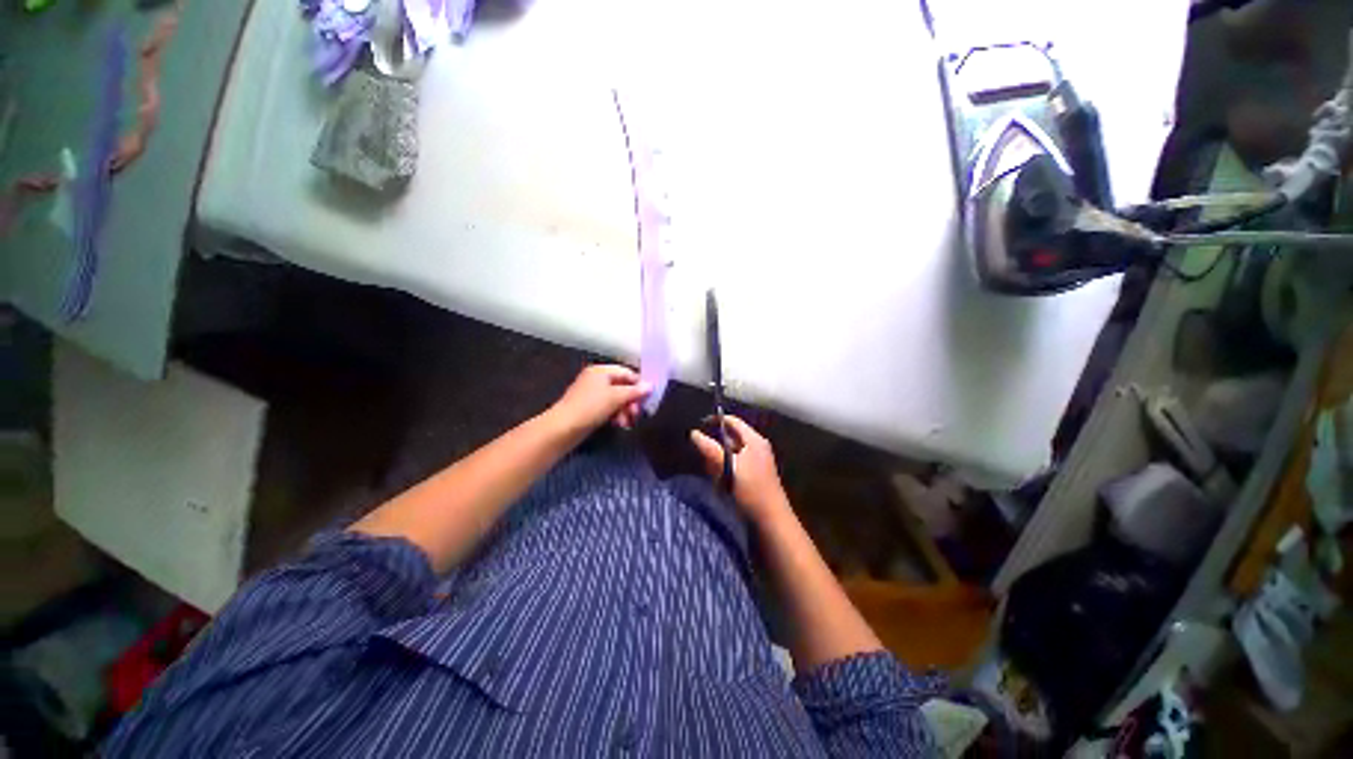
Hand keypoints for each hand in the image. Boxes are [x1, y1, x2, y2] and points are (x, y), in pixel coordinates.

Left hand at [549, 365, 650, 437]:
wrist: (563, 428)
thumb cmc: (590, 407)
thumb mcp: (616, 397)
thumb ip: (634, 391)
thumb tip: (650, 386)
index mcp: (601, 371)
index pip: (627, 373)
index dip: (639, 384)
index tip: (648, 398)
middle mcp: (596, 379)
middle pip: (622, 387)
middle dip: (631, 401)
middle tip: (637, 414)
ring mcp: (591, 394)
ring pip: (616, 399)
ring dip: (625, 410)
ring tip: (627, 423)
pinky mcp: (589, 408)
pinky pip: (608, 407)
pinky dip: (615, 414)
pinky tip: (619, 424)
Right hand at [690, 415, 788, 522]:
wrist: (772, 520)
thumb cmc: (751, 491)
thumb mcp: (728, 468)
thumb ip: (711, 450)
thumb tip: (694, 433)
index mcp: (754, 440)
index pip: (733, 421)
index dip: (715, 421)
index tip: (699, 425)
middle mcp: (757, 446)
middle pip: (731, 437)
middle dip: (715, 445)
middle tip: (704, 457)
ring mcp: (757, 460)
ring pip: (731, 452)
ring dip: (719, 460)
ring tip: (714, 473)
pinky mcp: (755, 473)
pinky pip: (735, 463)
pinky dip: (726, 468)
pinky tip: (721, 482)